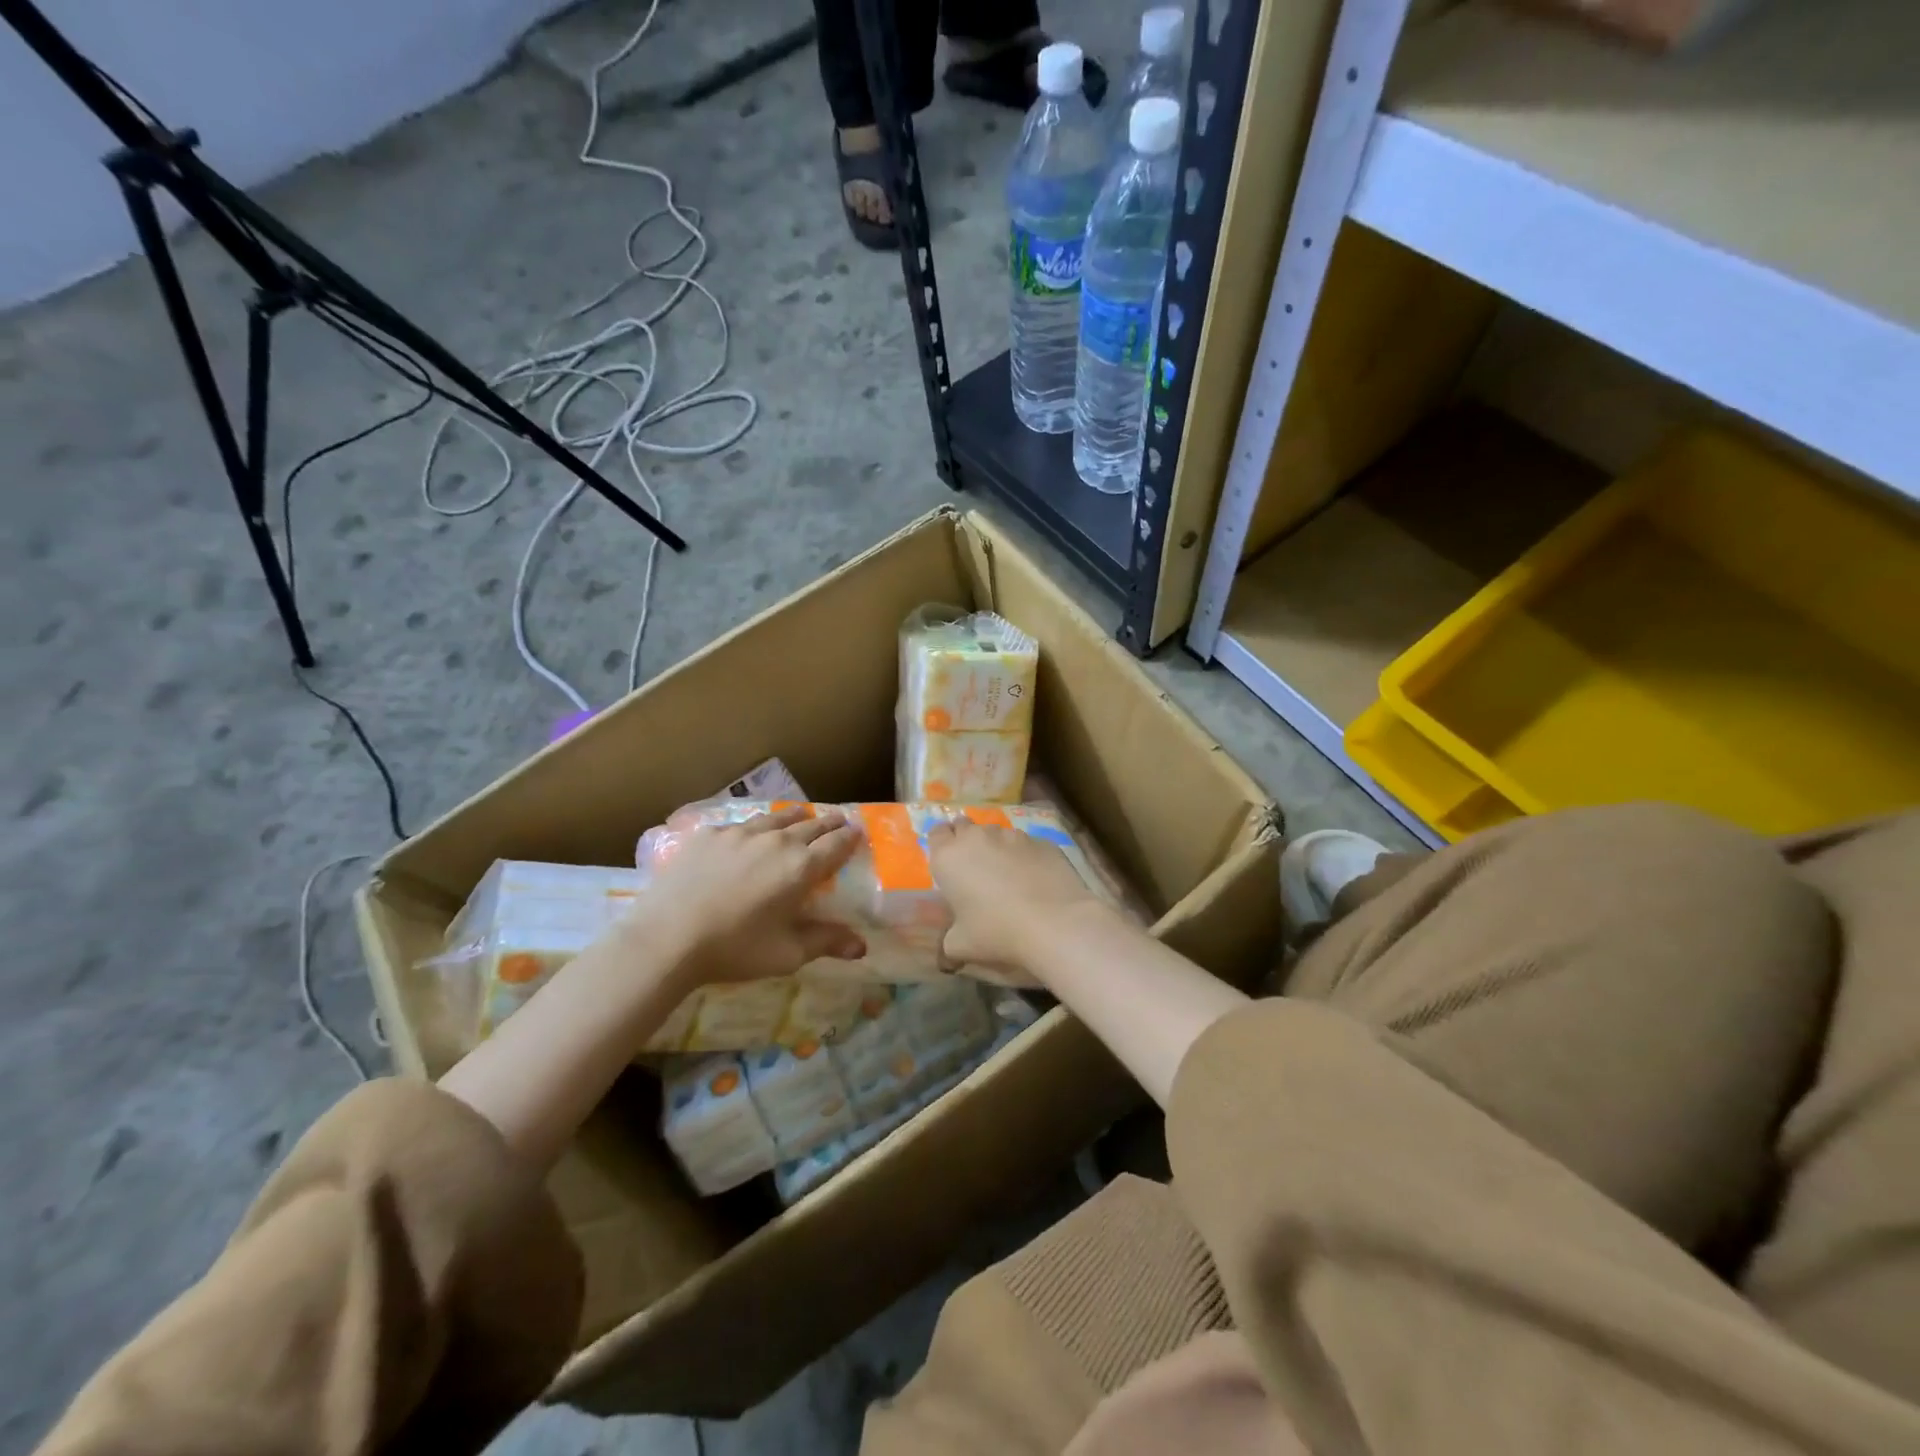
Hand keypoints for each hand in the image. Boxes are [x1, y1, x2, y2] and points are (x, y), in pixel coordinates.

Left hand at [637, 805, 866, 986]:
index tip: (858, 832)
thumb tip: (862, 946)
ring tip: (801, 817)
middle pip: (811, 824)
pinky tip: (749, 835)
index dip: (850, 837)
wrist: (667, 938)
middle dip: (828, 823)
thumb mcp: (786, 954)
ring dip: (794, 818)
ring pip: (776, 818)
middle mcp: (776, 841)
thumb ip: (826, 942)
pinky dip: (755, 828)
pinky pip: (741, 824)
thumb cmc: (734, 949)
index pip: (836, 844)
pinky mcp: (710, 834)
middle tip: (838, 821)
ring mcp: (740, 833)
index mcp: (801, 867)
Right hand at [926, 818, 1104, 976]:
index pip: (936, 833)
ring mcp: (1013, 836)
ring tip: (1008, 876)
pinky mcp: (1042, 841)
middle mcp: (978, 837)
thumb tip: (951, 947)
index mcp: (949, 857)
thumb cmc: (996, 932)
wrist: (1054, 922)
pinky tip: (1035, 880)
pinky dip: (1025, 856)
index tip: (949, 862)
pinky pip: (1027, 844)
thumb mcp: (960, 945)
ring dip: (997, 848)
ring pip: (997, 833)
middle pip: (965, 826)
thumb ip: (949, 940)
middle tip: (974, 867)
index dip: (942, 844)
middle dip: (967, 841)